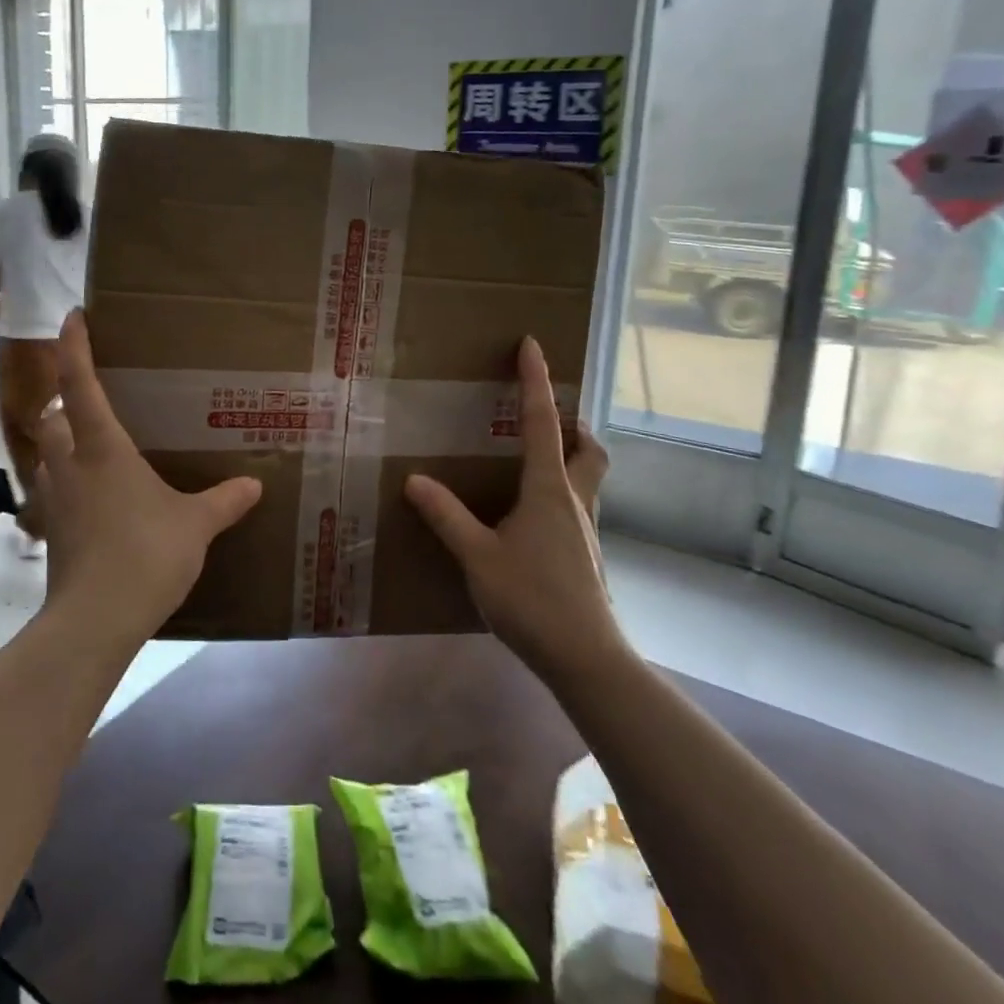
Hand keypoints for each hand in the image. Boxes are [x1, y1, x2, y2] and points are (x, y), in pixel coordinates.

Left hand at [33, 310, 262, 649]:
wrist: (94, 620)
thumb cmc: (144, 554)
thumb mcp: (195, 525)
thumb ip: (224, 500)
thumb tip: (255, 484)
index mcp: (101, 447)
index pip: (80, 384)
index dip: (75, 347)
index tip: (73, 317)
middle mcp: (69, 464)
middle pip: (51, 417)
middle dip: (63, 402)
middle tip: (90, 400)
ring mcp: (54, 499)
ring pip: (46, 455)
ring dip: (61, 443)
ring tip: (91, 448)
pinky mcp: (51, 531)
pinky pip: (52, 492)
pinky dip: (65, 484)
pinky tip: (93, 500)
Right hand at [405, 337, 622, 682]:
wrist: (586, 659)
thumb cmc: (532, 599)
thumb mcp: (478, 556)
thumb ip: (446, 516)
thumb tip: (414, 479)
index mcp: (549, 489)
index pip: (543, 421)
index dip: (537, 380)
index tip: (532, 344)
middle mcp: (574, 501)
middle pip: (588, 448)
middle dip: (573, 424)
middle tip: (549, 416)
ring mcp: (586, 531)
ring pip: (589, 478)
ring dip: (572, 458)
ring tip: (536, 461)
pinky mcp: (587, 556)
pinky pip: (577, 507)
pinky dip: (561, 494)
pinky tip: (532, 519)